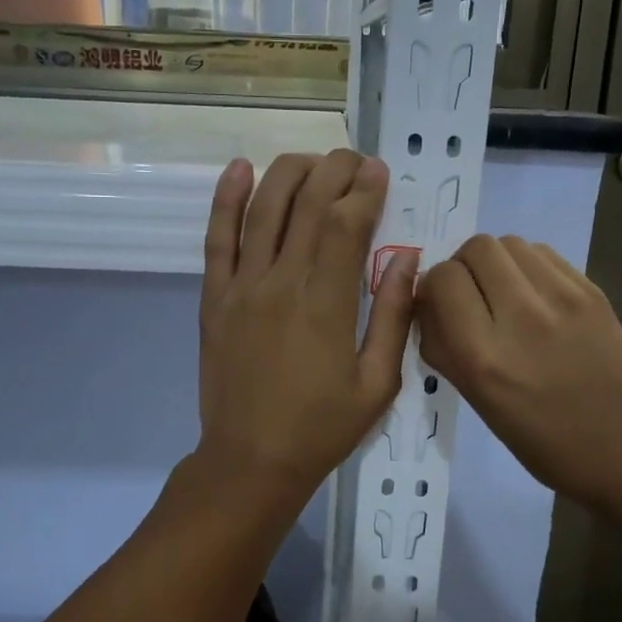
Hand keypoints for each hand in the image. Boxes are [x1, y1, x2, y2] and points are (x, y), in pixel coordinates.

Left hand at [196, 150, 417, 515]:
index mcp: (325, 302)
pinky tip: (240, 168)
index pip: (345, 223)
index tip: (380, 172)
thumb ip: (392, 315)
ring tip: (313, 160)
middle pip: (307, 203)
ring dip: (289, 172)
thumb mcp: (378, 383)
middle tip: (355, 160)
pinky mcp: (214, 297)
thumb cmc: (321, 428)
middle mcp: (281, 281)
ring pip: (263, 209)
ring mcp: (241, 286)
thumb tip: (407, 256)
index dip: (364, 189)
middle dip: (334, 170)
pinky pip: (216, 238)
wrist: (251, 461)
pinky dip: (226, 198)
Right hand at [417, 235, 621, 519]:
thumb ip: (445, 351)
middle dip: (462, 267)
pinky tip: (534, 298)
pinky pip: (542, 254)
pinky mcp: (591, 291)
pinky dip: (526, 266)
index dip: (432, 288)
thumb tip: (427, 309)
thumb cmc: (548, 444)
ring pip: (509, 242)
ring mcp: (561, 298)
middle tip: (470, 298)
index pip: (441, 280)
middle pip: (475, 248)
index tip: (439, 308)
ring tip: (502, 295)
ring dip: (494, 262)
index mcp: (484, 358)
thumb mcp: (480, 405)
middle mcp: (520, 317)